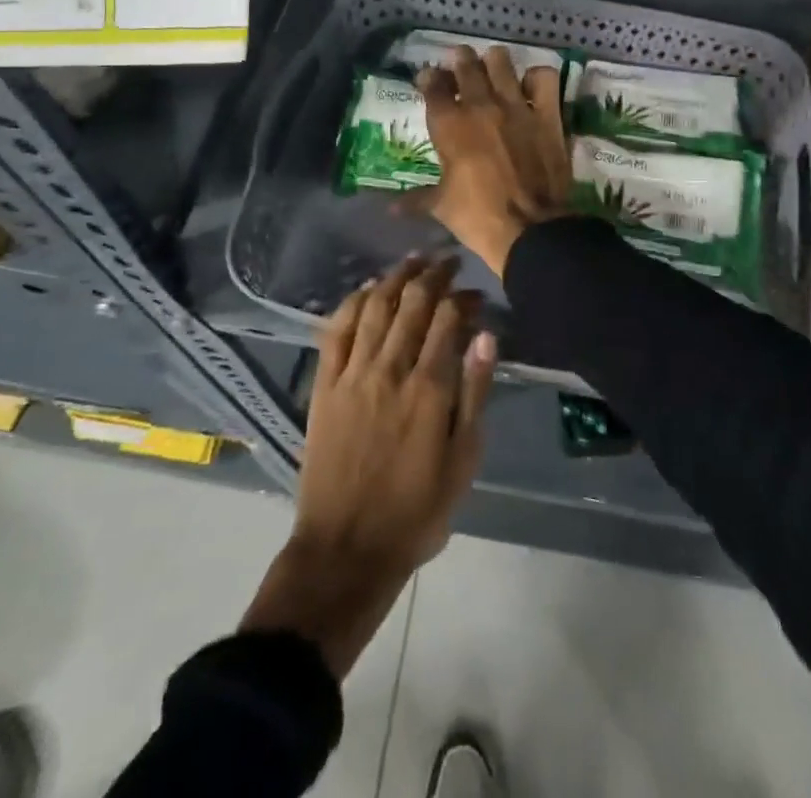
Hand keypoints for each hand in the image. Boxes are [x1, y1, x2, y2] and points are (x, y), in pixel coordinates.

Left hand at [241, 255, 496, 676]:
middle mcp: (390, 369)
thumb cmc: (416, 511)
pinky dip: (353, 302)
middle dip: (433, 275)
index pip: (448, 320)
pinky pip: (336, 330)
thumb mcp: (463, 461)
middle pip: (412, 304)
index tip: (476, 292)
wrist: (346, 549)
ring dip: (395, 278)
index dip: (464, 298)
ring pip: (375, 307)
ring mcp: (352, 374)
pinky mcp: (325, 385)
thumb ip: (474, 395)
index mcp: (428, 389)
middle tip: (447, 261)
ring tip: (413, 261)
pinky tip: (367, 289)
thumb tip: (486, 337)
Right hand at [413, 46, 571, 275]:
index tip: (429, 78)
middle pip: (466, 65)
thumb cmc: (478, 217)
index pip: (433, 86)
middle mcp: (481, 106)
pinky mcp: (547, 114)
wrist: (530, 228)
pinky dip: (536, 77)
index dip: (429, 78)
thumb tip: (391, 209)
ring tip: (493, 66)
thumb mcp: (441, 207)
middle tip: (460, 61)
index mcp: (449, 125)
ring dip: (494, 61)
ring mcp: (516, 106)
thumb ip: (416, 200)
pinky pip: (544, 78)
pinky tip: (531, 86)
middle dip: (460, 60)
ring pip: (501, 62)